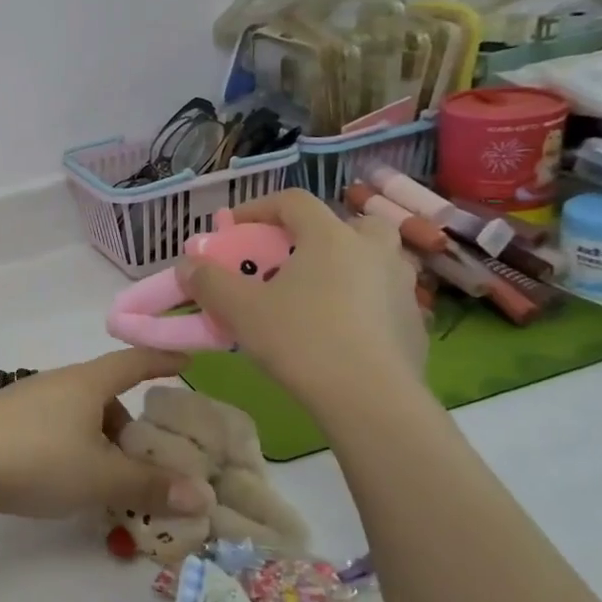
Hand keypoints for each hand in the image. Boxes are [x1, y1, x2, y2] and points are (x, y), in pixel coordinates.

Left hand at [0, 350, 215, 520]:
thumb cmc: (37, 459)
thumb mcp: (101, 477)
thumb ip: (151, 486)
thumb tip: (203, 496)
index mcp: (86, 383)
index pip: (133, 362)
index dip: (162, 360)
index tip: (187, 362)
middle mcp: (58, 383)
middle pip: (105, 395)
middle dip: (130, 424)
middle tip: (147, 460)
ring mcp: (26, 401)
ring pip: (78, 415)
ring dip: (100, 441)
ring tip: (107, 482)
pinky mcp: (4, 422)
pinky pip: (54, 429)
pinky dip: (73, 449)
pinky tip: (66, 481)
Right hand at [178, 189, 426, 421]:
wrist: (371, 400)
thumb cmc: (302, 342)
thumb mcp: (240, 310)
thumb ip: (209, 282)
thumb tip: (187, 264)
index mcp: (331, 237)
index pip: (293, 201)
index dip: (259, 208)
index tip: (233, 228)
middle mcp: (373, 250)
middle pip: (345, 223)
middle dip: (314, 234)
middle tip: (289, 259)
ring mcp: (401, 286)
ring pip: (370, 260)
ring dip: (342, 266)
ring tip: (314, 295)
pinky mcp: (414, 322)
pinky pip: (381, 297)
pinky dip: (360, 302)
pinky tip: (340, 332)